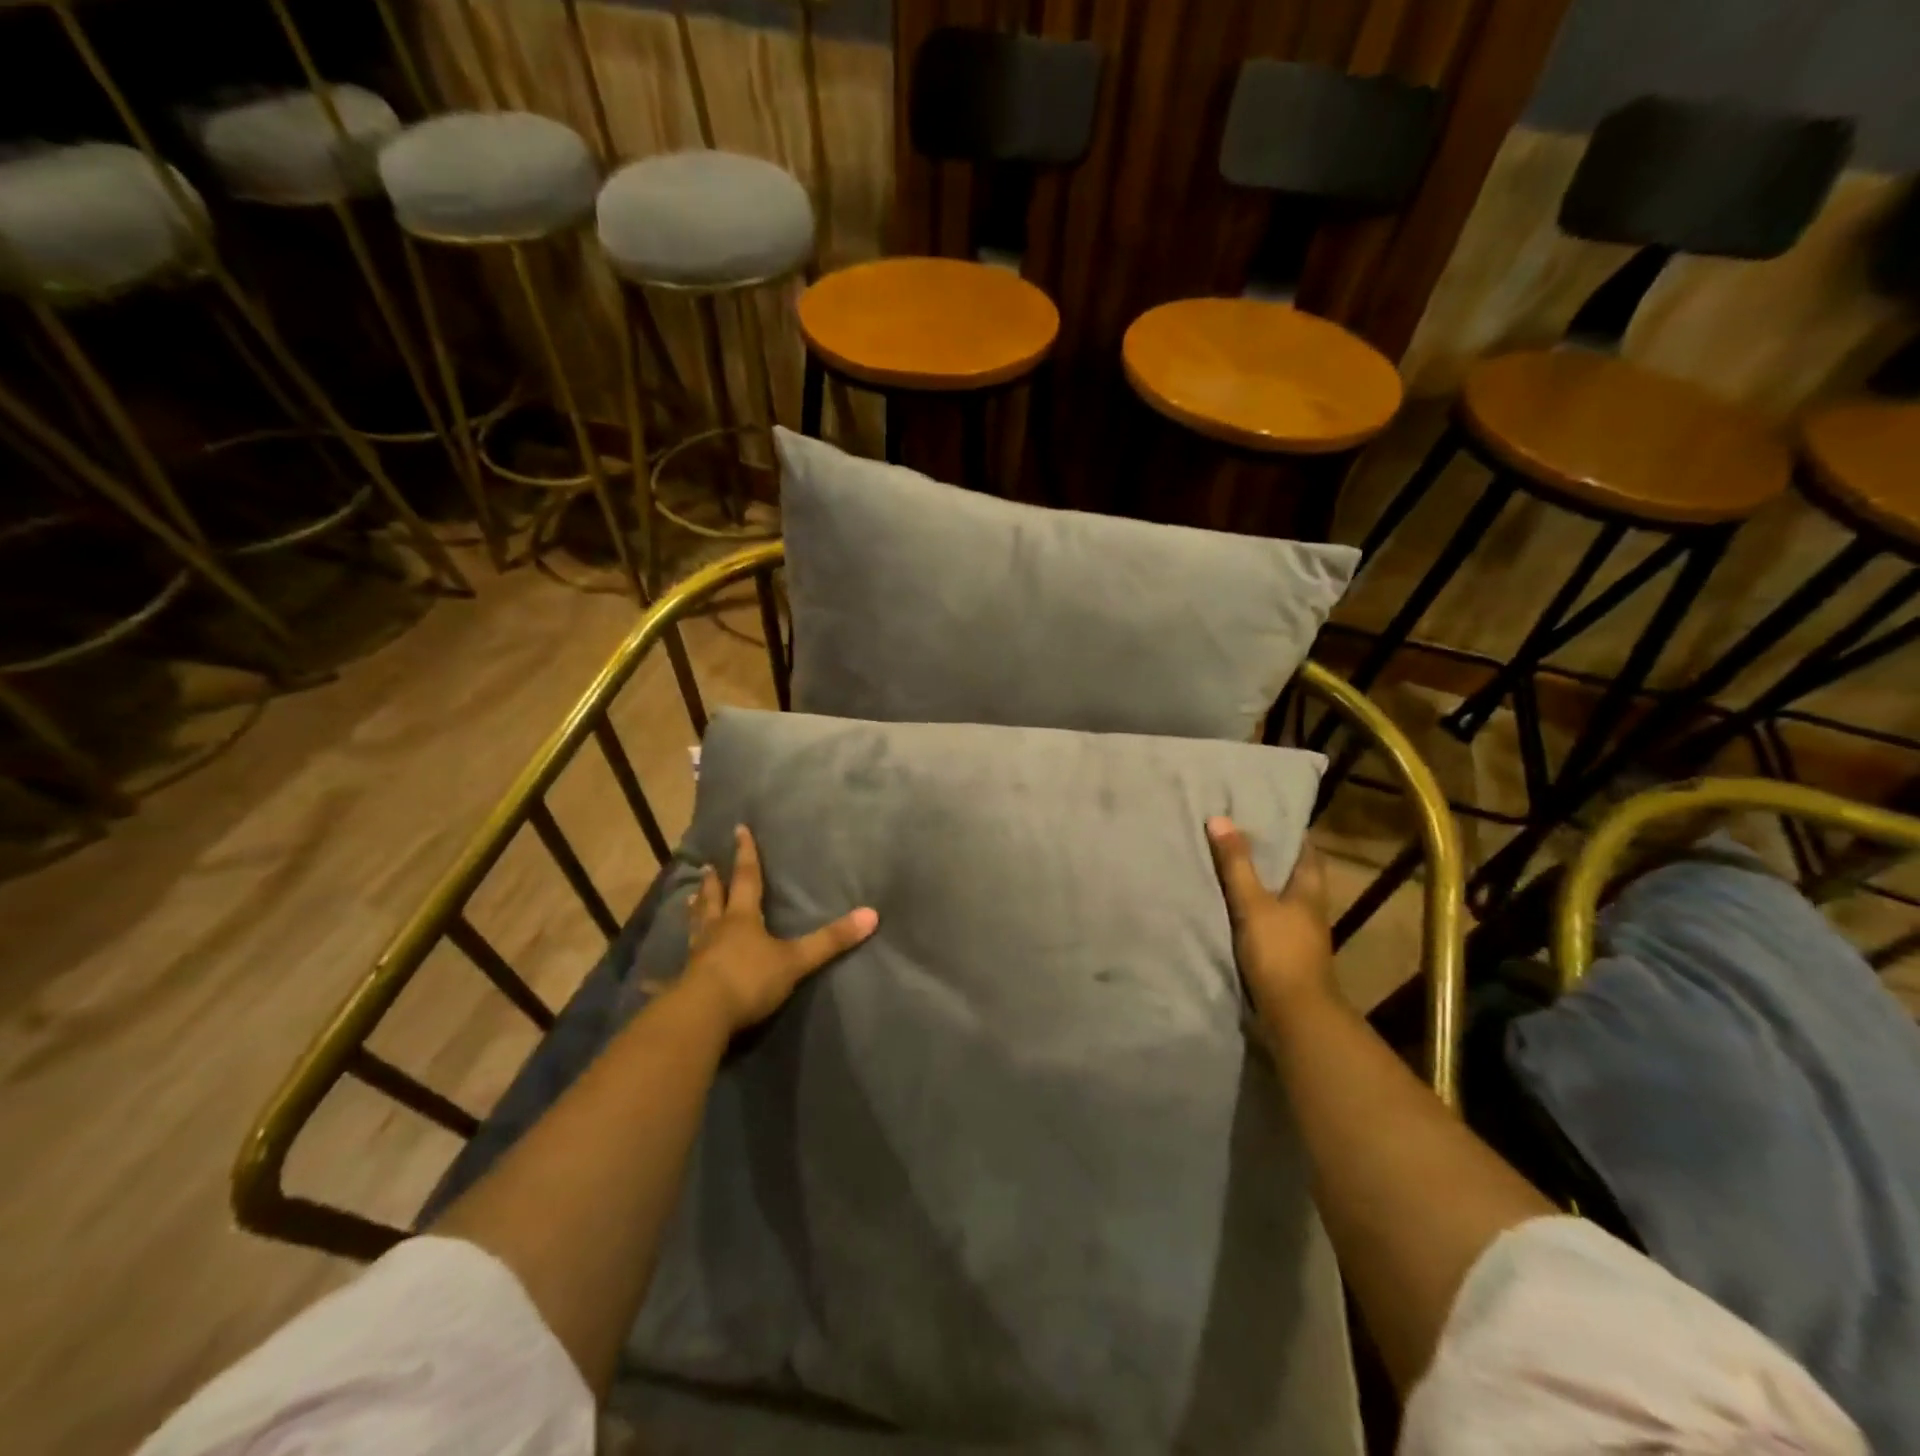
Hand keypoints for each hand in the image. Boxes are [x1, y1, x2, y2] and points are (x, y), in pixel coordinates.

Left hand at [680, 825, 877, 1033]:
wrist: (701, 1015)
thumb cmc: (749, 979)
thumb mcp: (795, 960)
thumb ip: (830, 941)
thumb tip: (872, 915)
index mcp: (742, 919)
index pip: (747, 878)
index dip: (746, 854)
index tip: (739, 830)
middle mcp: (717, 930)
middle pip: (714, 900)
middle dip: (714, 882)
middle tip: (708, 867)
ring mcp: (698, 956)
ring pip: (697, 926)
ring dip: (696, 910)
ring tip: (691, 899)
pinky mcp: (685, 981)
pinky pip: (683, 963)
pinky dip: (680, 957)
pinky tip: (670, 967)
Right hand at [1206, 816, 1335, 1022]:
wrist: (1294, 1015)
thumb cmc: (1279, 952)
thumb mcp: (1252, 904)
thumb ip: (1236, 864)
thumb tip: (1219, 819)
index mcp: (1310, 892)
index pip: (1307, 852)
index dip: (1292, 832)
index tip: (1267, 815)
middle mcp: (1309, 910)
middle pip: (1294, 874)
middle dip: (1272, 857)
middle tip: (1241, 835)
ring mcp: (1299, 935)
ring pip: (1281, 898)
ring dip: (1262, 884)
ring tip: (1231, 866)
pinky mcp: (1285, 954)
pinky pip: (1269, 920)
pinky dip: (1254, 909)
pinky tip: (1232, 906)